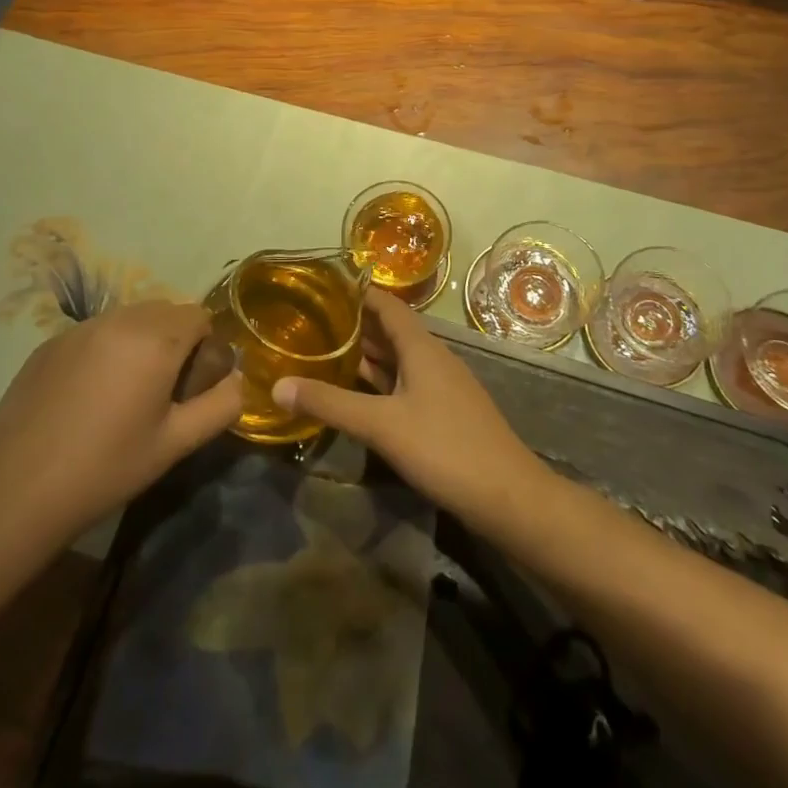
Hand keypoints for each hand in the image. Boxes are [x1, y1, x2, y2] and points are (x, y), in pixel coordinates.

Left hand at [0, 300, 242, 543]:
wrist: (16, 490)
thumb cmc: (107, 467)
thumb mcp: (176, 444)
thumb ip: (220, 406)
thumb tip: (238, 381)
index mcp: (156, 339)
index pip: (199, 315)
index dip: (205, 348)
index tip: (191, 387)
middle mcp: (119, 320)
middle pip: (164, 311)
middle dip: (174, 341)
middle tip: (162, 391)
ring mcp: (79, 329)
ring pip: (128, 318)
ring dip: (139, 342)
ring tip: (124, 394)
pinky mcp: (49, 343)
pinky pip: (94, 333)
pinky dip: (104, 351)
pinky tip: (87, 398)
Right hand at [272, 289, 549, 525]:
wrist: (509, 498)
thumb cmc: (445, 448)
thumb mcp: (381, 425)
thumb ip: (330, 404)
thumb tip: (278, 385)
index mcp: (421, 347)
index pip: (386, 304)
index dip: (357, 293)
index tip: (321, 290)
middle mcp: (433, 358)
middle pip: (390, 331)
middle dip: (354, 326)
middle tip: (311, 324)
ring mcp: (442, 386)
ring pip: (398, 360)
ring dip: (366, 356)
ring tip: (325, 355)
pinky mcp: (446, 413)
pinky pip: (406, 384)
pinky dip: (381, 383)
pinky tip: (359, 396)